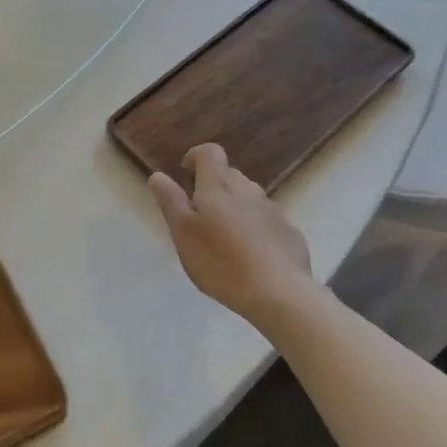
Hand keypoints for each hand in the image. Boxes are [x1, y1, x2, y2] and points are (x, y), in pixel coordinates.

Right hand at [148, 144, 313, 327]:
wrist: (279, 293)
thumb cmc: (220, 261)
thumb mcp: (183, 232)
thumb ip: (170, 200)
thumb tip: (158, 175)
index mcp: (218, 186)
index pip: (210, 152)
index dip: (195, 158)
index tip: (186, 177)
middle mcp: (248, 189)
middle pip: (228, 175)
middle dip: (213, 188)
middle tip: (200, 219)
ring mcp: (273, 210)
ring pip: (248, 199)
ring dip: (234, 209)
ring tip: (225, 242)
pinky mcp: (289, 232)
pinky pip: (266, 221)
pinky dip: (255, 230)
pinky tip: (251, 257)